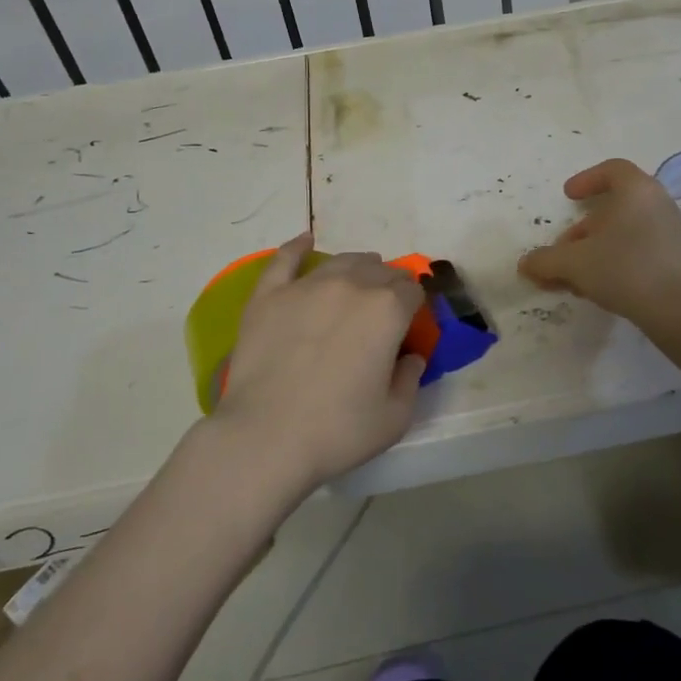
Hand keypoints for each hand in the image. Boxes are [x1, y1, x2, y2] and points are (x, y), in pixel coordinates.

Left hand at [212, 233, 426, 490]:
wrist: (265, 437)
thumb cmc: (337, 430)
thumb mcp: (395, 417)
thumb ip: (411, 379)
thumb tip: (411, 357)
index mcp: (387, 310)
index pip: (413, 291)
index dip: (415, 306)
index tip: (409, 325)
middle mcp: (351, 285)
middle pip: (380, 271)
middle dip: (390, 285)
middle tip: (384, 312)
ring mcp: (307, 286)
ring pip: (341, 261)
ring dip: (357, 268)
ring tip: (358, 280)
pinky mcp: (269, 296)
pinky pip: (286, 260)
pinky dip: (298, 248)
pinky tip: (306, 242)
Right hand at [518, 158, 680, 320]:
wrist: (678, 308)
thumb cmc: (623, 268)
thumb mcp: (574, 262)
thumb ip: (546, 260)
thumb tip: (525, 264)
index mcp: (636, 190)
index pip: (612, 169)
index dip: (587, 179)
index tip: (568, 196)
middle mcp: (657, 203)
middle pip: (615, 205)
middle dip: (584, 227)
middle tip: (564, 247)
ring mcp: (671, 232)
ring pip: (626, 230)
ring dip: (597, 247)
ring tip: (575, 275)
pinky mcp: (677, 259)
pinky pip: (640, 249)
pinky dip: (616, 260)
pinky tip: (599, 287)